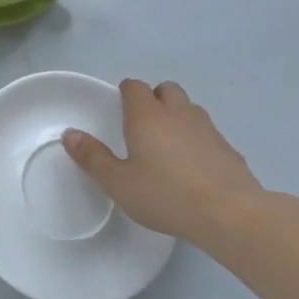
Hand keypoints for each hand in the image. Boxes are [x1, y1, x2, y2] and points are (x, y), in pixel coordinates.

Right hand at [62, 79, 265, 244]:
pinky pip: (206, 131)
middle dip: (153, 99)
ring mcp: (207, 127)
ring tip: (165, 146)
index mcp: (147, 116)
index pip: (135, 87)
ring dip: (176, 116)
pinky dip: (195, 139)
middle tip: (141, 126)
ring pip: (188, 108)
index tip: (118, 109)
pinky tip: (191, 167)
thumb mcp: (118, 182)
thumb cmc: (164, 195)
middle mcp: (178, 113)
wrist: (228, 212)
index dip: (125, 93)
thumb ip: (93, 157)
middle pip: (166, 89)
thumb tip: (70, 134)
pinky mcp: (227, 147)